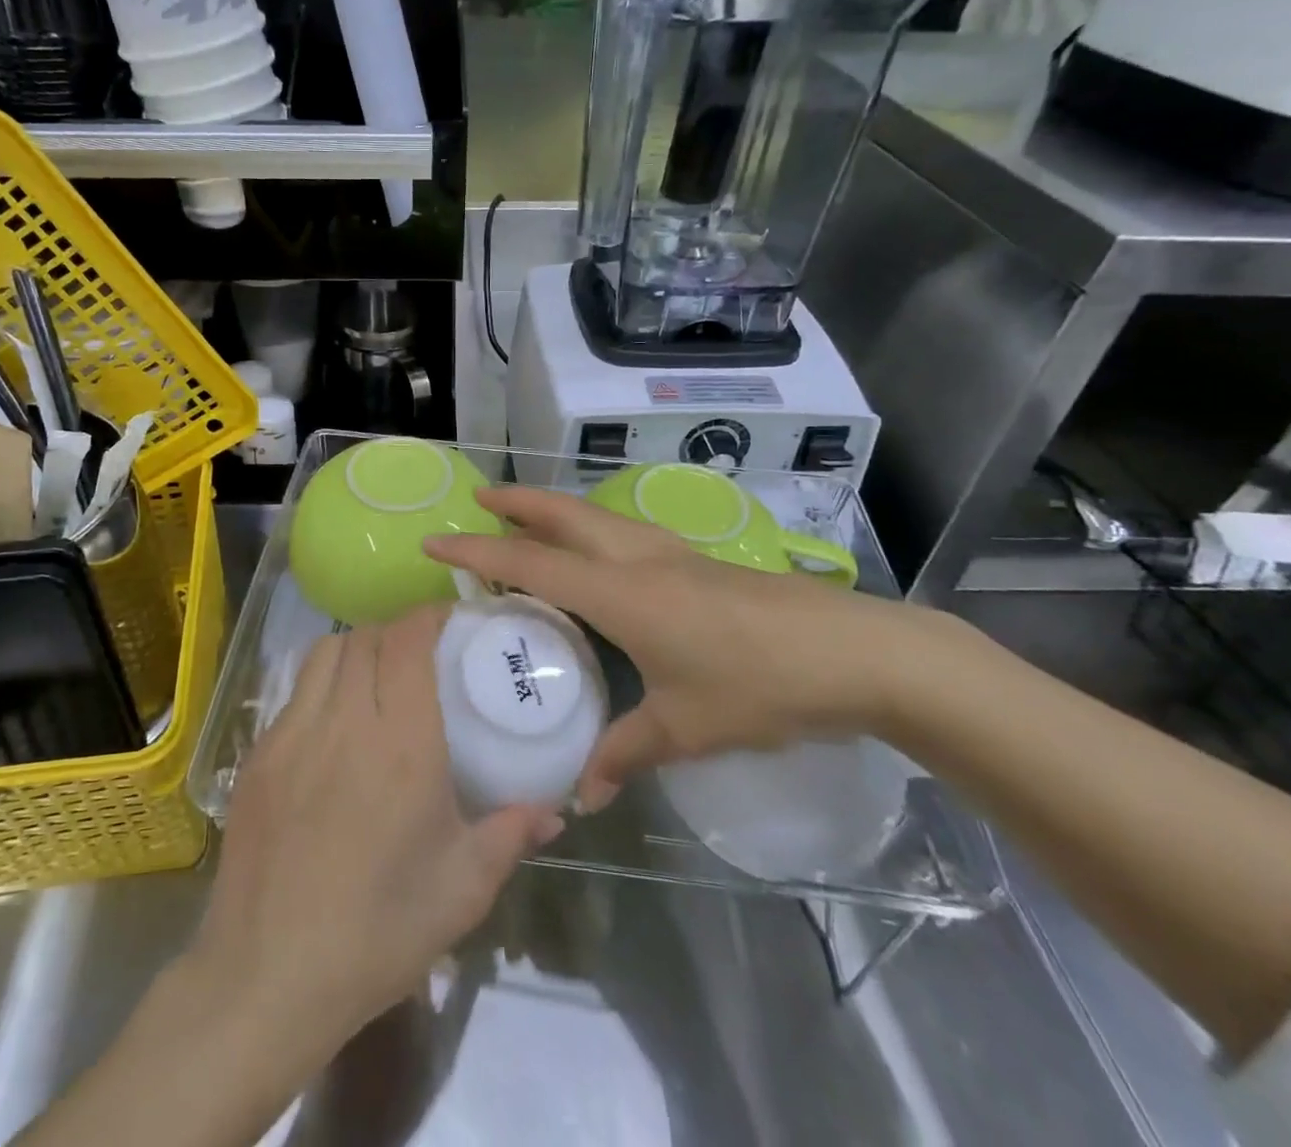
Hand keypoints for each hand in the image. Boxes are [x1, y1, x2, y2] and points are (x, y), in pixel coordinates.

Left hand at [193, 606, 562, 1055]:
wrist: (267, 979)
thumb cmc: (378, 932)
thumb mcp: (462, 889)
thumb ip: (511, 834)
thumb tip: (555, 811)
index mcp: (402, 742)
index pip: (408, 640)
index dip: (429, 615)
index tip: (451, 620)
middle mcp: (345, 721)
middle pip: (365, 636)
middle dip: (396, 632)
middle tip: (420, 656)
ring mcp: (292, 734)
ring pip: (323, 653)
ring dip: (355, 649)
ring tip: (376, 679)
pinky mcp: (258, 756)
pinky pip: (293, 693)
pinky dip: (320, 685)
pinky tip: (334, 726)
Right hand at [426, 487, 964, 809]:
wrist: (855, 652)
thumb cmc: (761, 685)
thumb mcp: (687, 728)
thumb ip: (627, 751)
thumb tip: (583, 793)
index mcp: (622, 593)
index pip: (532, 563)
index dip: (479, 551)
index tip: (436, 540)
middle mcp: (639, 559)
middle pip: (564, 514)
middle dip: (517, 502)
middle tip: (478, 498)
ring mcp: (672, 555)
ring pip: (596, 517)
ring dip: (555, 510)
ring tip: (527, 519)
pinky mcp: (698, 563)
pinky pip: (624, 534)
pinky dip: (591, 530)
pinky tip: (599, 556)